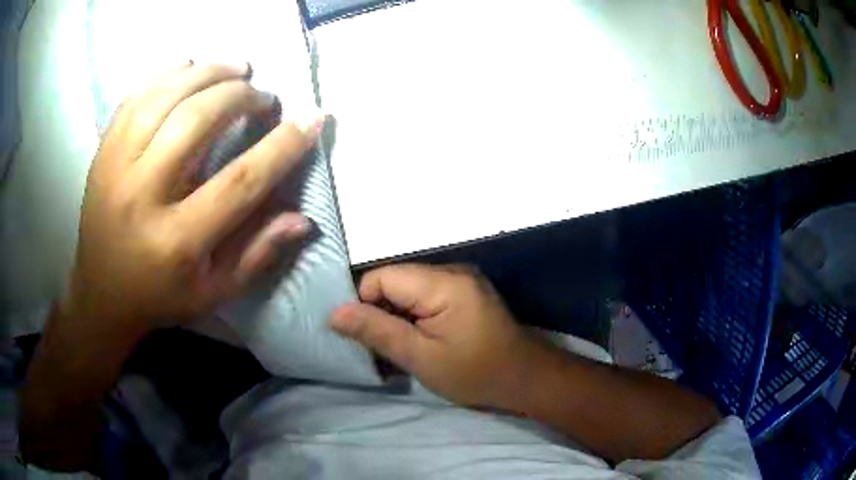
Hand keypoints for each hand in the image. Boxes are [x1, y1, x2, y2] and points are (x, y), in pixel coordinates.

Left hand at [65, 62, 323, 333]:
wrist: (101, 292)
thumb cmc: (160, 296)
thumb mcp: (213, 292)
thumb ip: (257, 255)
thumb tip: (302, 219)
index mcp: (176, 242)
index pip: (239, 182)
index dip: (282, 146)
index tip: (310, 119)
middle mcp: (142, 197)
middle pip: (196, 122)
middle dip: (240, 97)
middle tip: (262, 95)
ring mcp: (116, 168)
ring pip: (164, 98)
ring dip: (207, 72)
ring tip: (235, 68)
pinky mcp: (103, 153)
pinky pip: (135, 96)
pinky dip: (167, 73)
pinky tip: (190, 66)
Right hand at [331, 264, 541, 407]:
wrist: (525, 379)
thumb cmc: (475, 372)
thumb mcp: (421, 358)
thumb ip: (377, 331)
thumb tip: (334, 312)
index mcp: (443, 282)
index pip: (381, 277)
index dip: (364, 304)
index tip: (366, 337)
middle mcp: (452, 271)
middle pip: (395, 281)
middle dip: (380, 312)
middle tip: (383, 348)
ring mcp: (461, 280)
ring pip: (408, 290)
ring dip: (397, 317)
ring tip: (400, 348)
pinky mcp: (465, 292)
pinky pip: (426, 296)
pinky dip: (415, 317)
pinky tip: (419, 341)